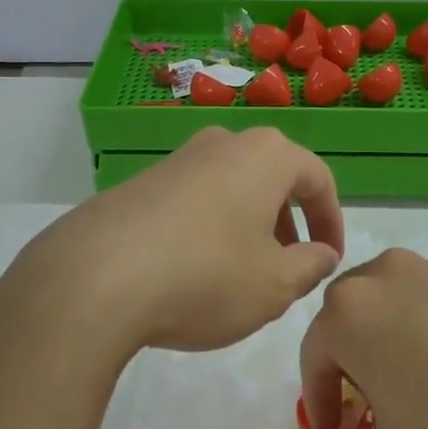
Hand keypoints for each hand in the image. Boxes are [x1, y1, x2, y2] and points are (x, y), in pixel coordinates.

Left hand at [0, 127, 344, 361]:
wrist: (96, 276)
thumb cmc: (206, 275)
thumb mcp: (275, 285)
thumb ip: (310, 266)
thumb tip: (320, 253)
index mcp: (265, 156)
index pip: (317, 178)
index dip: (331, 221)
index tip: (330, 260)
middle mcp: (223, 143)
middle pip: (271, 178)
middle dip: (288, 223)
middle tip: (290, 268)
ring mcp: (177, 159)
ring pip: (231, 187)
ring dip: (248, 225)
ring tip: (243, 274)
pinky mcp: (141, 182)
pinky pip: (193, 200)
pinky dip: (209, 228)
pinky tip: (194, 271)